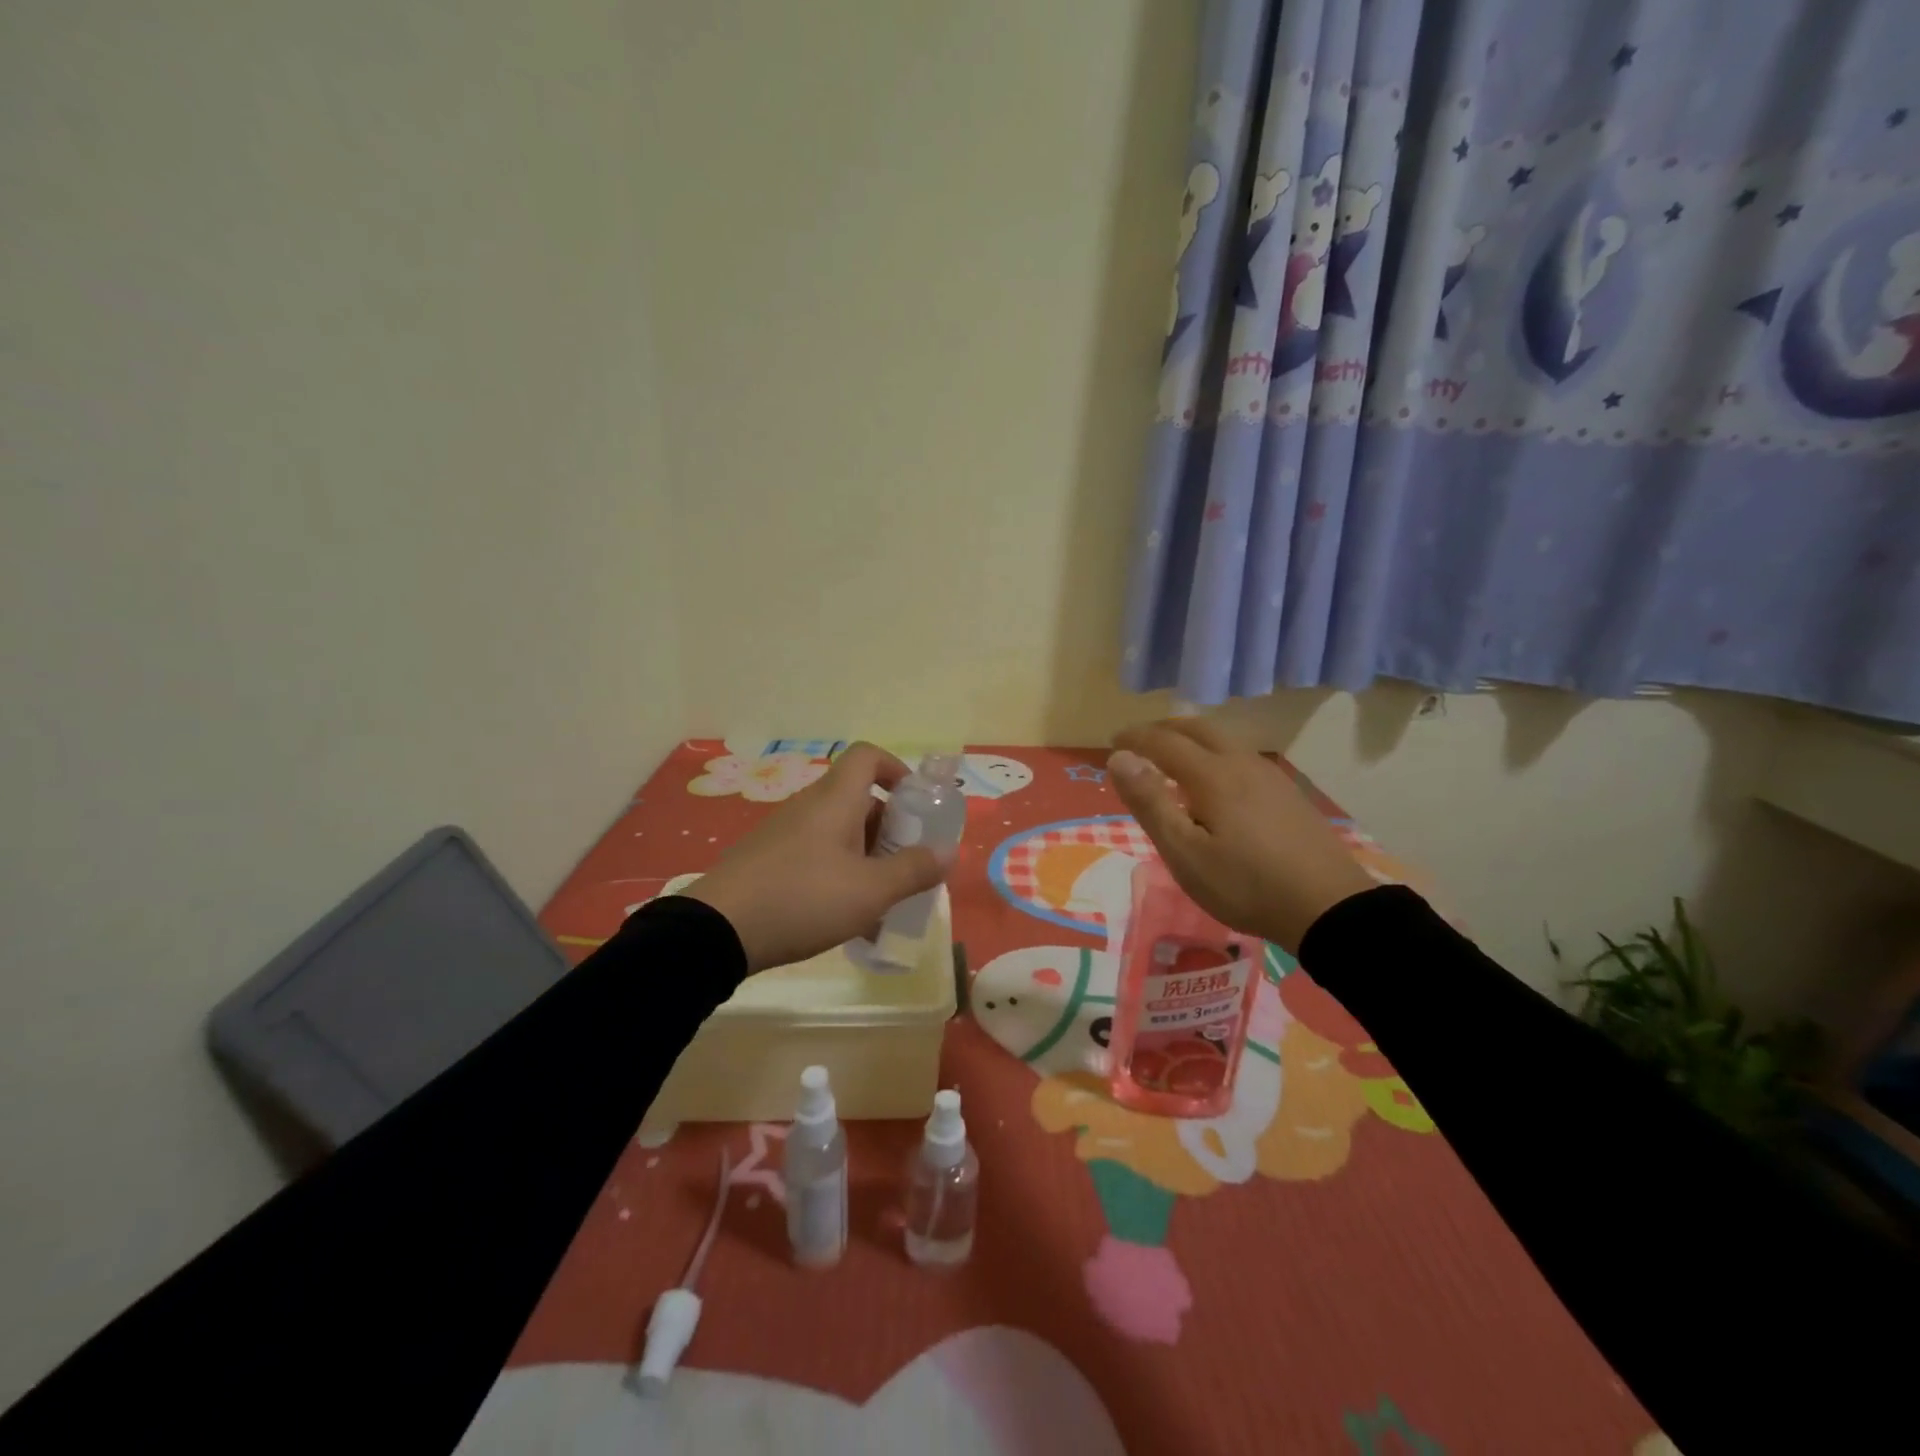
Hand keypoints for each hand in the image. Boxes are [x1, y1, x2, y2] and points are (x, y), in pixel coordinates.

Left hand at [681, 743, 948, 972]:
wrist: (717, 931)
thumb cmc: (804, 898)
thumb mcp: (871, 891)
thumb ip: (913, 870)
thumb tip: (948, 852)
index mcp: (835, 799)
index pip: (867, 756)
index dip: (897, 769)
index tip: (917, 804)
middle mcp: (809, 807)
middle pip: (858, 798)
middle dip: (890, 828)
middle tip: (907, 864)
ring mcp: (785, 834)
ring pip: (838, 832)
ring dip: (866, 857)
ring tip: (882, 899)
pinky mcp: (768, 861)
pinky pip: (816, 856)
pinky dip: (839, 876)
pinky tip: (848, 920)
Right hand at [1108, 719, 1374, 953]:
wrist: (1329, 907)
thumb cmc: (1245, 884)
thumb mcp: (1185, 853)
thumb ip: (1150, 802)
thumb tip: (1119, 757)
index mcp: (1212, 775)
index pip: (1163, 741)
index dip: (1135, 738)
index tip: (1112, 742)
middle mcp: (1241, 763)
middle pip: (1197, 729)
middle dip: (1163, 729)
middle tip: (1139, 742)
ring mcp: (1270, 776)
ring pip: (1224, 740)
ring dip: (1191, 738)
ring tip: (1173, 757)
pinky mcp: (1288, 794)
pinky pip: (1241, 757)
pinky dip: (1215, 754)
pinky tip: (1217, 781)